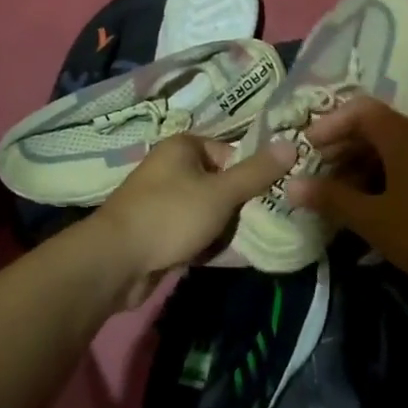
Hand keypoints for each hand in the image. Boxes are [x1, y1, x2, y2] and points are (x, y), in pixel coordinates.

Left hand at [94, 133, 296, 307]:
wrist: (115, 262)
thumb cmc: (171, 215)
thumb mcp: (221, 192)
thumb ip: (257, 172)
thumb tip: (292, 145)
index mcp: (183, 147)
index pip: (231, 153)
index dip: (252, 175)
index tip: (270, 198)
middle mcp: (171, 168)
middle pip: (221, 183)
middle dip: (241, 206)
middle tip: (264, 223)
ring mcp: (163, 201)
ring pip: (208, 210)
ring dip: (226, 228)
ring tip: (248, 243)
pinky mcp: (158, 231)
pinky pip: (193, 232)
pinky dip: (208, 243)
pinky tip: (225, 257)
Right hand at [284, 95, 407, 299]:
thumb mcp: (376, 221)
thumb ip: (333, 200)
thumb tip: (292, 184)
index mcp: (403, 135)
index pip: (359, 109)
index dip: (329, 124)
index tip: (308, 147)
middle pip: (378, 127)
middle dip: (345, 147)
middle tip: (321, 174)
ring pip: (399, 149)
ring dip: (368, 166)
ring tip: (348, 196)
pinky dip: (393, 177)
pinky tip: (387, 209)